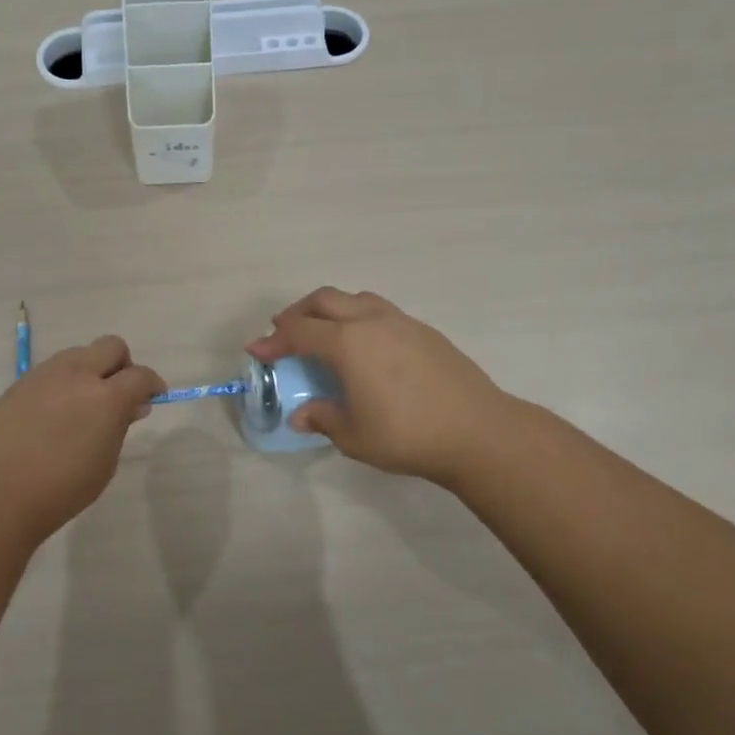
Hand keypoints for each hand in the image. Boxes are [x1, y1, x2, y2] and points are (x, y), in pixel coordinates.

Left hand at [0, 336, 165, 542]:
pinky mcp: (19, 384)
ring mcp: (44, 375)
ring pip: (78, 354)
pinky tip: (53, 415)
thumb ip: (120, 426)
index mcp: (106, 396)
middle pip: (111, 347)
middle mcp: (76, 374)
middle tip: (119, 394)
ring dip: (90, 371)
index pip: (140, 375)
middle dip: (122, 365)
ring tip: (83, 405)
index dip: (152, 385)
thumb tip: (132, 406)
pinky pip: (50, 371)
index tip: (153, 398)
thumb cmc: (62, 488)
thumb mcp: (105, 463)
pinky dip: (62, 384)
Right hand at [246, 288, 519, 486]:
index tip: (256, 349)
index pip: (299, 332)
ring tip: (324, 332)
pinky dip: (359, 318)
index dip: (273, 340)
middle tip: (284, 332)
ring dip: (330, 309)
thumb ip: (323, 418)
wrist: (478, 431)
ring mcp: (401, 322)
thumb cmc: (407, 435)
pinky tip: (365, 347)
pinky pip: (380, 311)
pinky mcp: (424, 331)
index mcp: (347, 343)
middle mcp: (371, 322)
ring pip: (355, 299)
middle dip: (298, 313)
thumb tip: (301, 415)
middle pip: (324, 300)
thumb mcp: (354, 435)